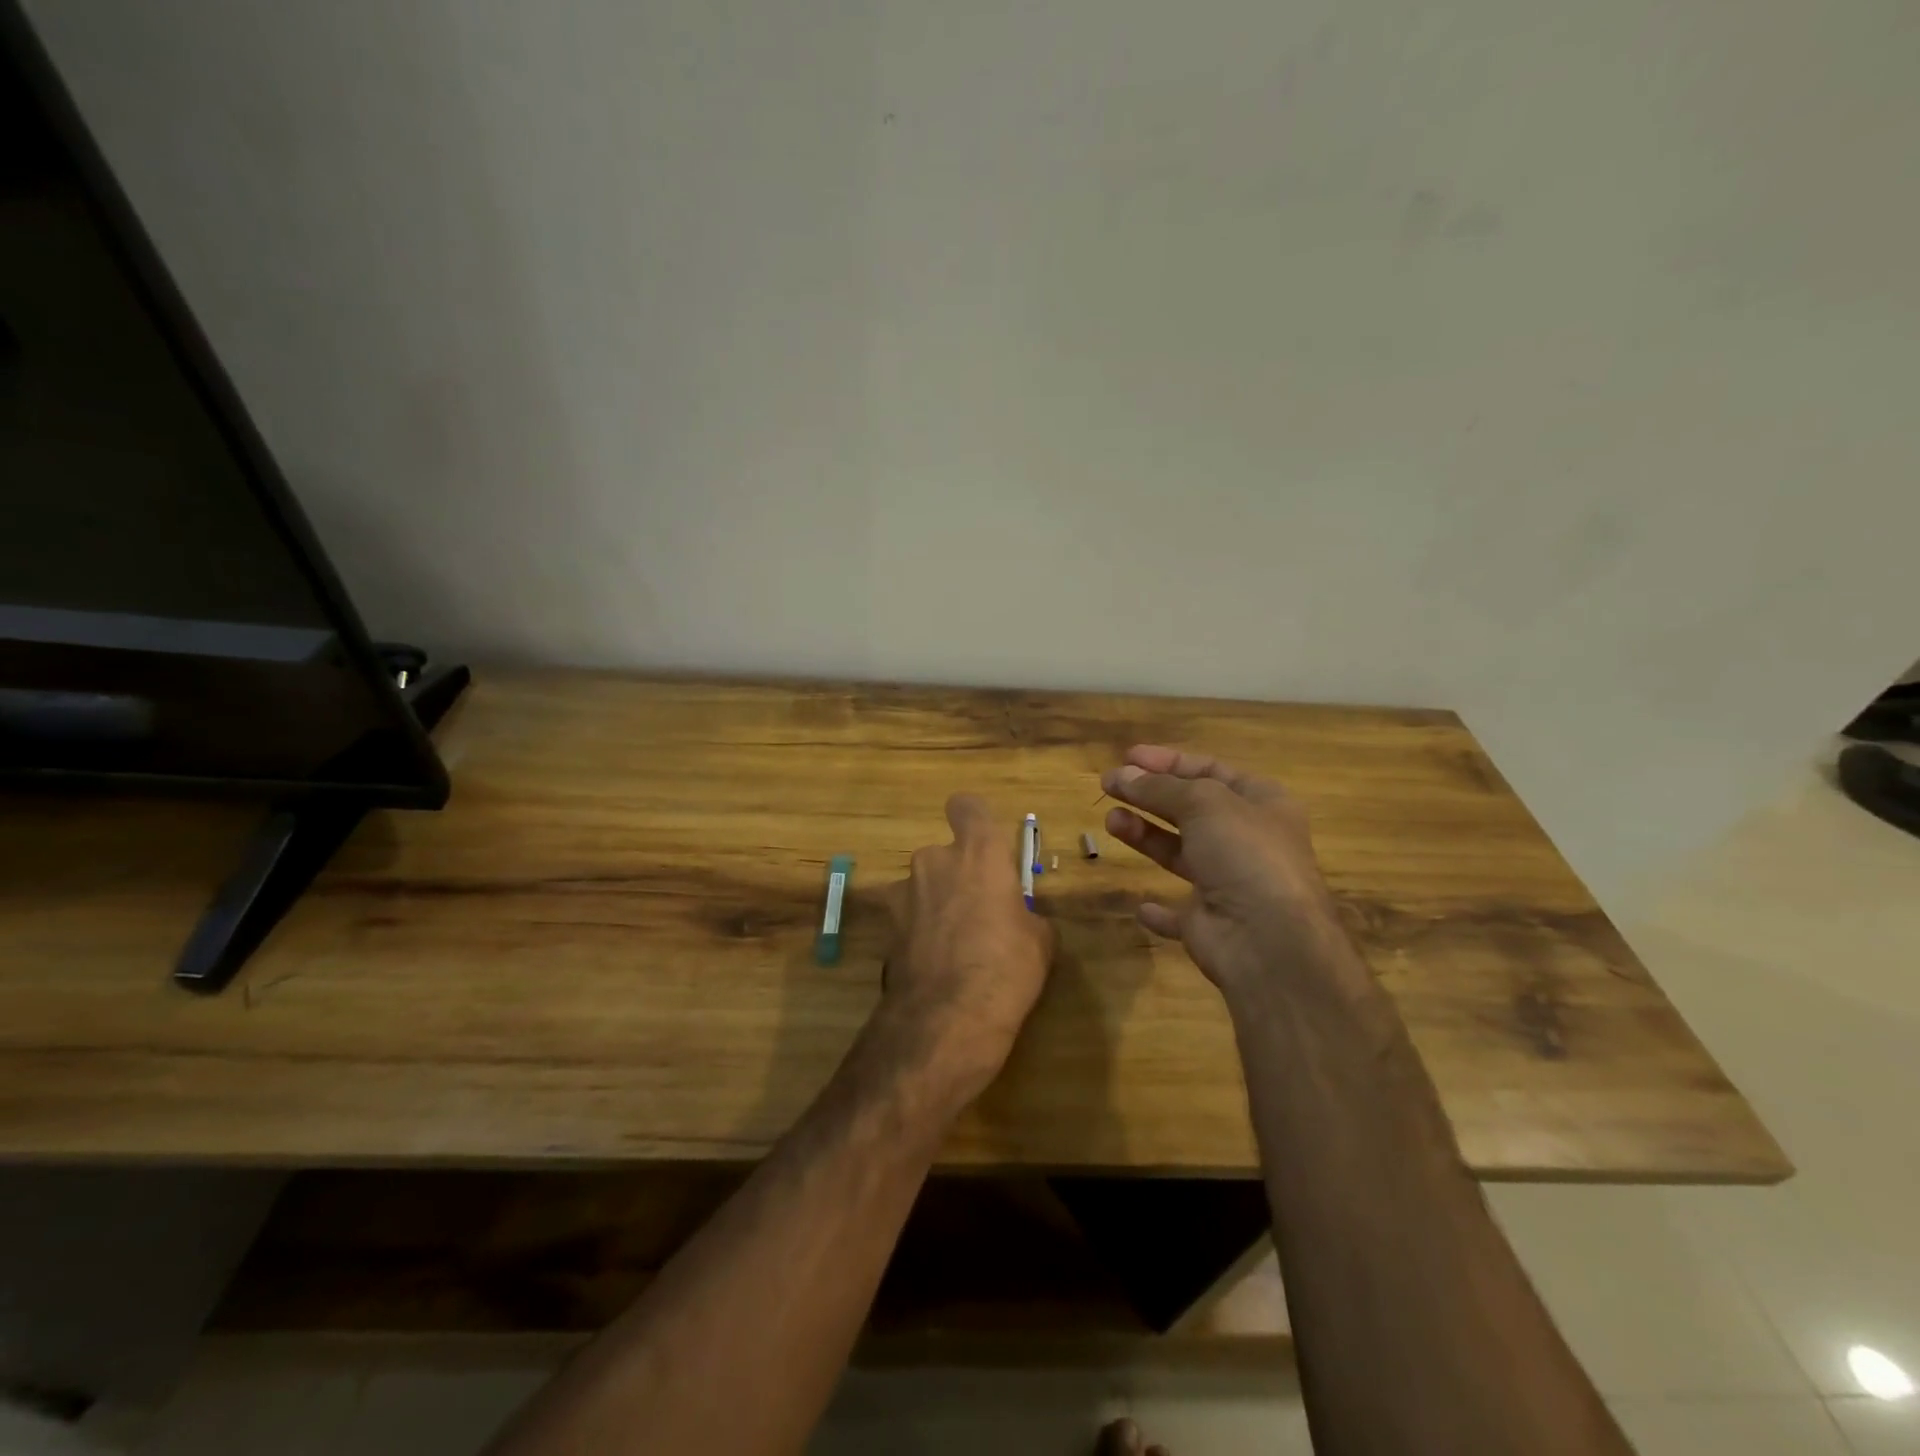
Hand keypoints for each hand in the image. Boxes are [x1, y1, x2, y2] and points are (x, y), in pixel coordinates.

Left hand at [872, 794, 1054, 1105]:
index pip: (966, 806)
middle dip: (957, 877)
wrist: (947, 1018)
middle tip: (978, 914)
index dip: (973, 820)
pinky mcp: (885, 928)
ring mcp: (903, 893)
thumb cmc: (1007, 967)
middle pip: (944, 854)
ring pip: (923, 887)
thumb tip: (1017, 919)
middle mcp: (934, 860)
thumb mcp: (1039, 940)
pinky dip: (919, 934)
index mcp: (977, 853)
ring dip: (935, 905)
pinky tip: (936, 968)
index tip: (983, 844)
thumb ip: (1024, 913)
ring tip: (955, 948)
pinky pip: (909, 920)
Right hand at [1101, 745, 1357, 1001]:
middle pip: (1190, 809)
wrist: (1267, 940)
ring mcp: (1228, 882)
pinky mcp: (1208, 922)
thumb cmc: (1244, 854)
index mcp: (1261, 803)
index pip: (1210, 770)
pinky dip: (1160, 910)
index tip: (1128, 756)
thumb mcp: (1203, 803)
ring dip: (1144, 835)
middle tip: (1109, 784)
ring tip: (1111, 821)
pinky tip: (1142, 905)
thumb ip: (1159, 787)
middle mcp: (1247, 839)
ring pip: (1179, 852)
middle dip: (1149, 795)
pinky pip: (1178, 913)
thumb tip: (1122, 774)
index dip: (1169, 762)